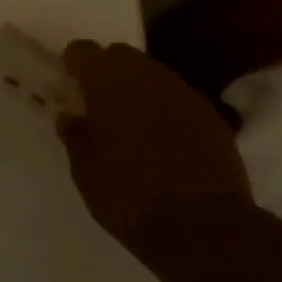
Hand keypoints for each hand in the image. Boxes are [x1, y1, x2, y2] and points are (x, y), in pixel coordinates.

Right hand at [57, 41, 252, 255]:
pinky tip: (163, 139)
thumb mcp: (86, 172)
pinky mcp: (213, 117)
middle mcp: (148, 77)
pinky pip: (180, 99)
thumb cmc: (129, 197)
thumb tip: (70, 116)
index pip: (84, 52)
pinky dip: (166, 109)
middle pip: (122, 56)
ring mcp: (185, 95)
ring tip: (131, 122)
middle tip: (98, 103)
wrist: (203, 228)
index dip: (74, 63)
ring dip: (139, 89)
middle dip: (108, 71)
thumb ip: (76, 136)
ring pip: (154, 75)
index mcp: (109, 84)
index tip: (68, 83)